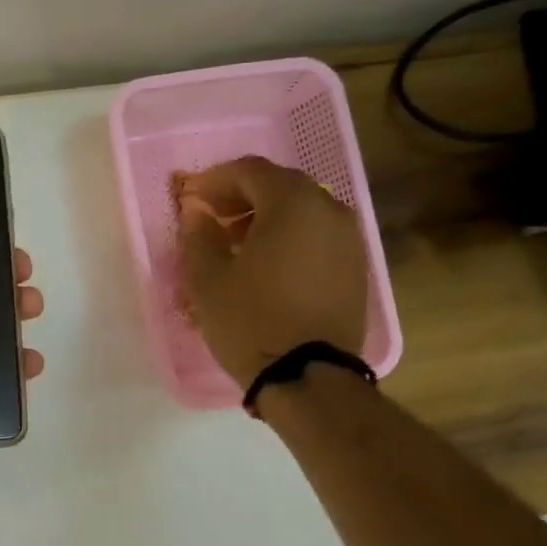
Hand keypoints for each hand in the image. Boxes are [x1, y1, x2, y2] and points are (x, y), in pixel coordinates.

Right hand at [175, 156, 367, 389]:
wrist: (308, 375)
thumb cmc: (249, 320)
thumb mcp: (208, 278)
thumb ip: (199, 234)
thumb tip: (196, 211)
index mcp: (292, 203)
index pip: (250, 170)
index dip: (215, 179)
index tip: (190, 197)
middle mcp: (329, 210)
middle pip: (280, 185)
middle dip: (241, 195)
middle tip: (210, 217)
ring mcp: (349, 239)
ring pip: (302, 211)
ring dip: (266, 217)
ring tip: (235, 243)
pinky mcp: (356, 268)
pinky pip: (317, 236)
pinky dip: (289, 238)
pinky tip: (266, 265)